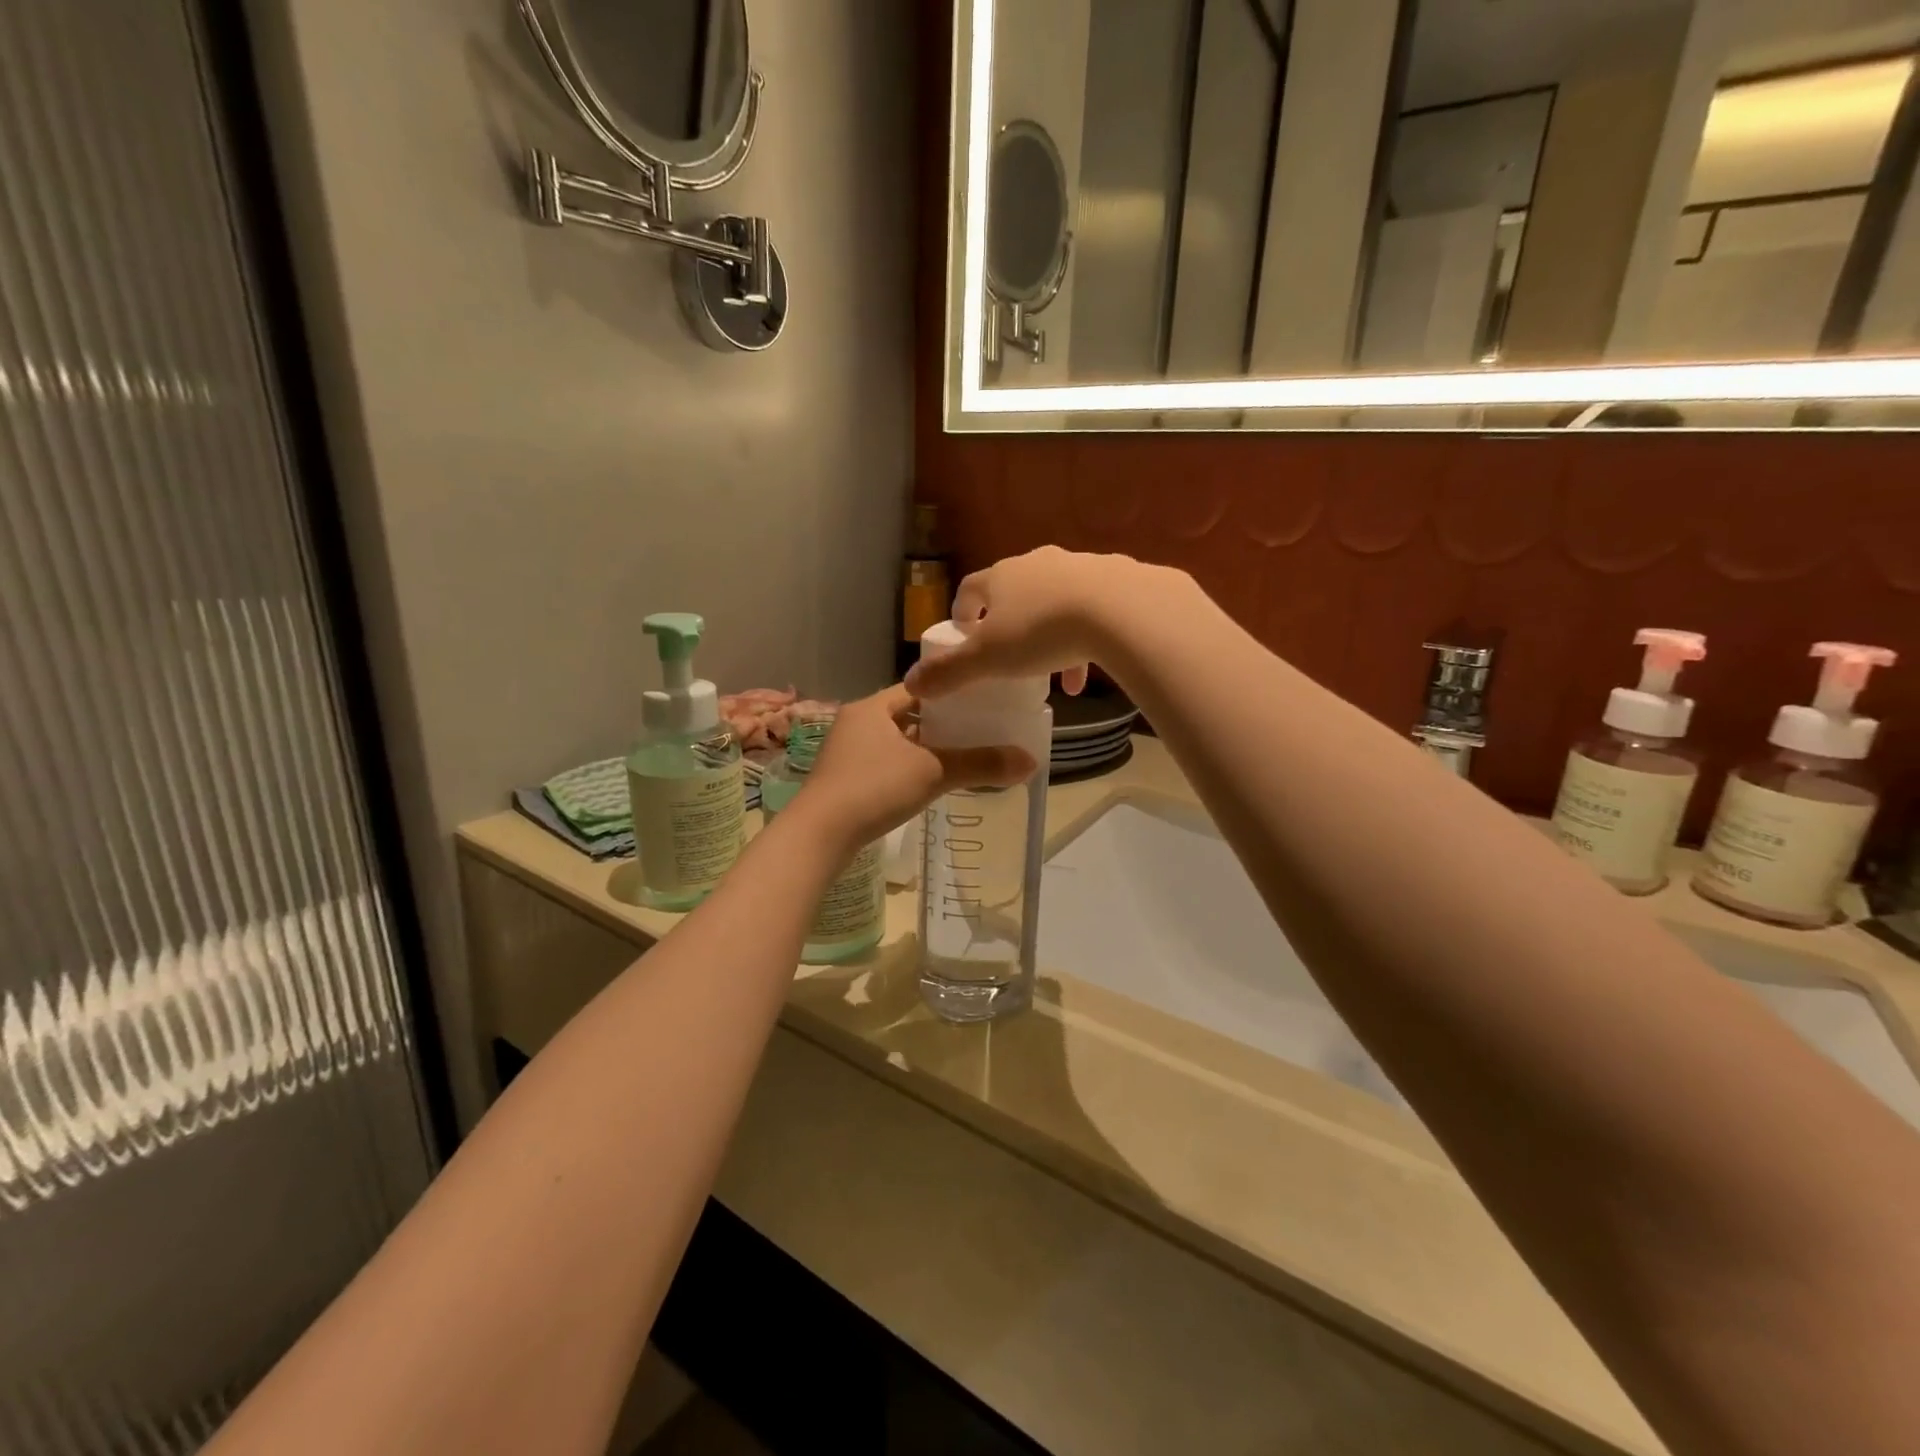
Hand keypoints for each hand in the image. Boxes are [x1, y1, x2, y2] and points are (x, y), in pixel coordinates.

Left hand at [793, 686, 1034, 849]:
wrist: (818, 836)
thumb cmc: (873, 789)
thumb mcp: (933, 772)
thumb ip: (980, 765)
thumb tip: (1030, 761)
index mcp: (871, 707)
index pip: (919, 688)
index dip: (951, 693)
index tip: (982, 701)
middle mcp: (856, 723)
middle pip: (907, 715)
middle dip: (941, 724)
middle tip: (979, 730)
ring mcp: (846, 753)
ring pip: (895, 743)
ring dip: (924, 749)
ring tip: (962, 756)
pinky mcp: (843, 781)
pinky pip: (884, 765)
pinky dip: (908, 769)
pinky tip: (929, 783)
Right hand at [903, 547, 1168, 700]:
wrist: (1120, 609)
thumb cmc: (1042, 632)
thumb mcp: (988, 659)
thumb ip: (949, 672)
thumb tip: (911, 683)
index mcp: (1002, 576)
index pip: (971, 588)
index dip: (963, 611)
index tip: (963, 633)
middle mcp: (1038, 563)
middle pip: (1016, 593)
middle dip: (1011, 625)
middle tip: (1011, 656)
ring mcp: (1079, 566)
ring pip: (1057, 602)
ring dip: (1051, 637)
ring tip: (1057, 677)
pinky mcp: (1116, 577)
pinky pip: (1094, 608)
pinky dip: (1086, 636)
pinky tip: (1092, 667)